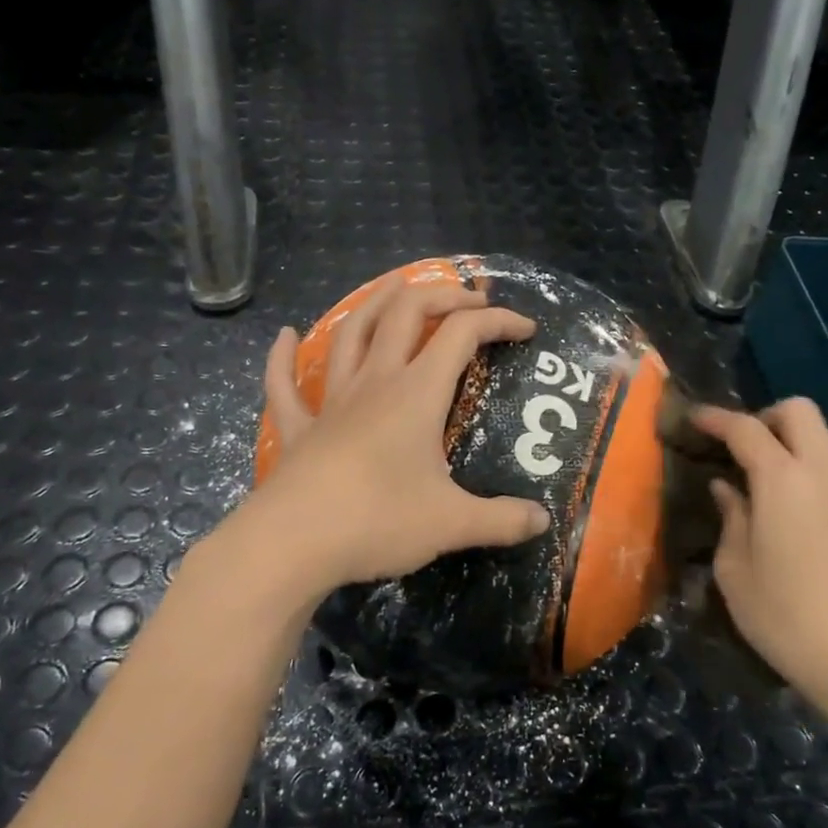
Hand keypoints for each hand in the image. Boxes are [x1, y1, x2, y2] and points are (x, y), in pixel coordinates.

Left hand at [248, 279, 551, 592]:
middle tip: (467, 299)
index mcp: (416, 394)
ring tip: (394, 286)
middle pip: (405, 314)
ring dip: (375, 303)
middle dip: (440, 295)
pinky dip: (284, 357)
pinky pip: (285, 385)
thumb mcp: (453, 524)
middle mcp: (375, 383)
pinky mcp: (298, 429)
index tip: (527, 330)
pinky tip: (285, 335)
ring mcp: (331, 402)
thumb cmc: (379, 521)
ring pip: (351, 334)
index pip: (462, 335)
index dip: (498, 321)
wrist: (294, 542)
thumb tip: (544, 520)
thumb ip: (503, 520)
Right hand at [695, 399, 827, 724]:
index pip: (745, 429)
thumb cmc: (787, 620)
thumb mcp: (735, 573)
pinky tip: (823, 511)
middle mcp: (827, 472)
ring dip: (808, 442)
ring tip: (789, 475)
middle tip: (748, 447)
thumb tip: (728, 488)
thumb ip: (731, 519)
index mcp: (782, 482)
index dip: (716, 418)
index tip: (695, 418)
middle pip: (801, 412)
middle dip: (768, 417)